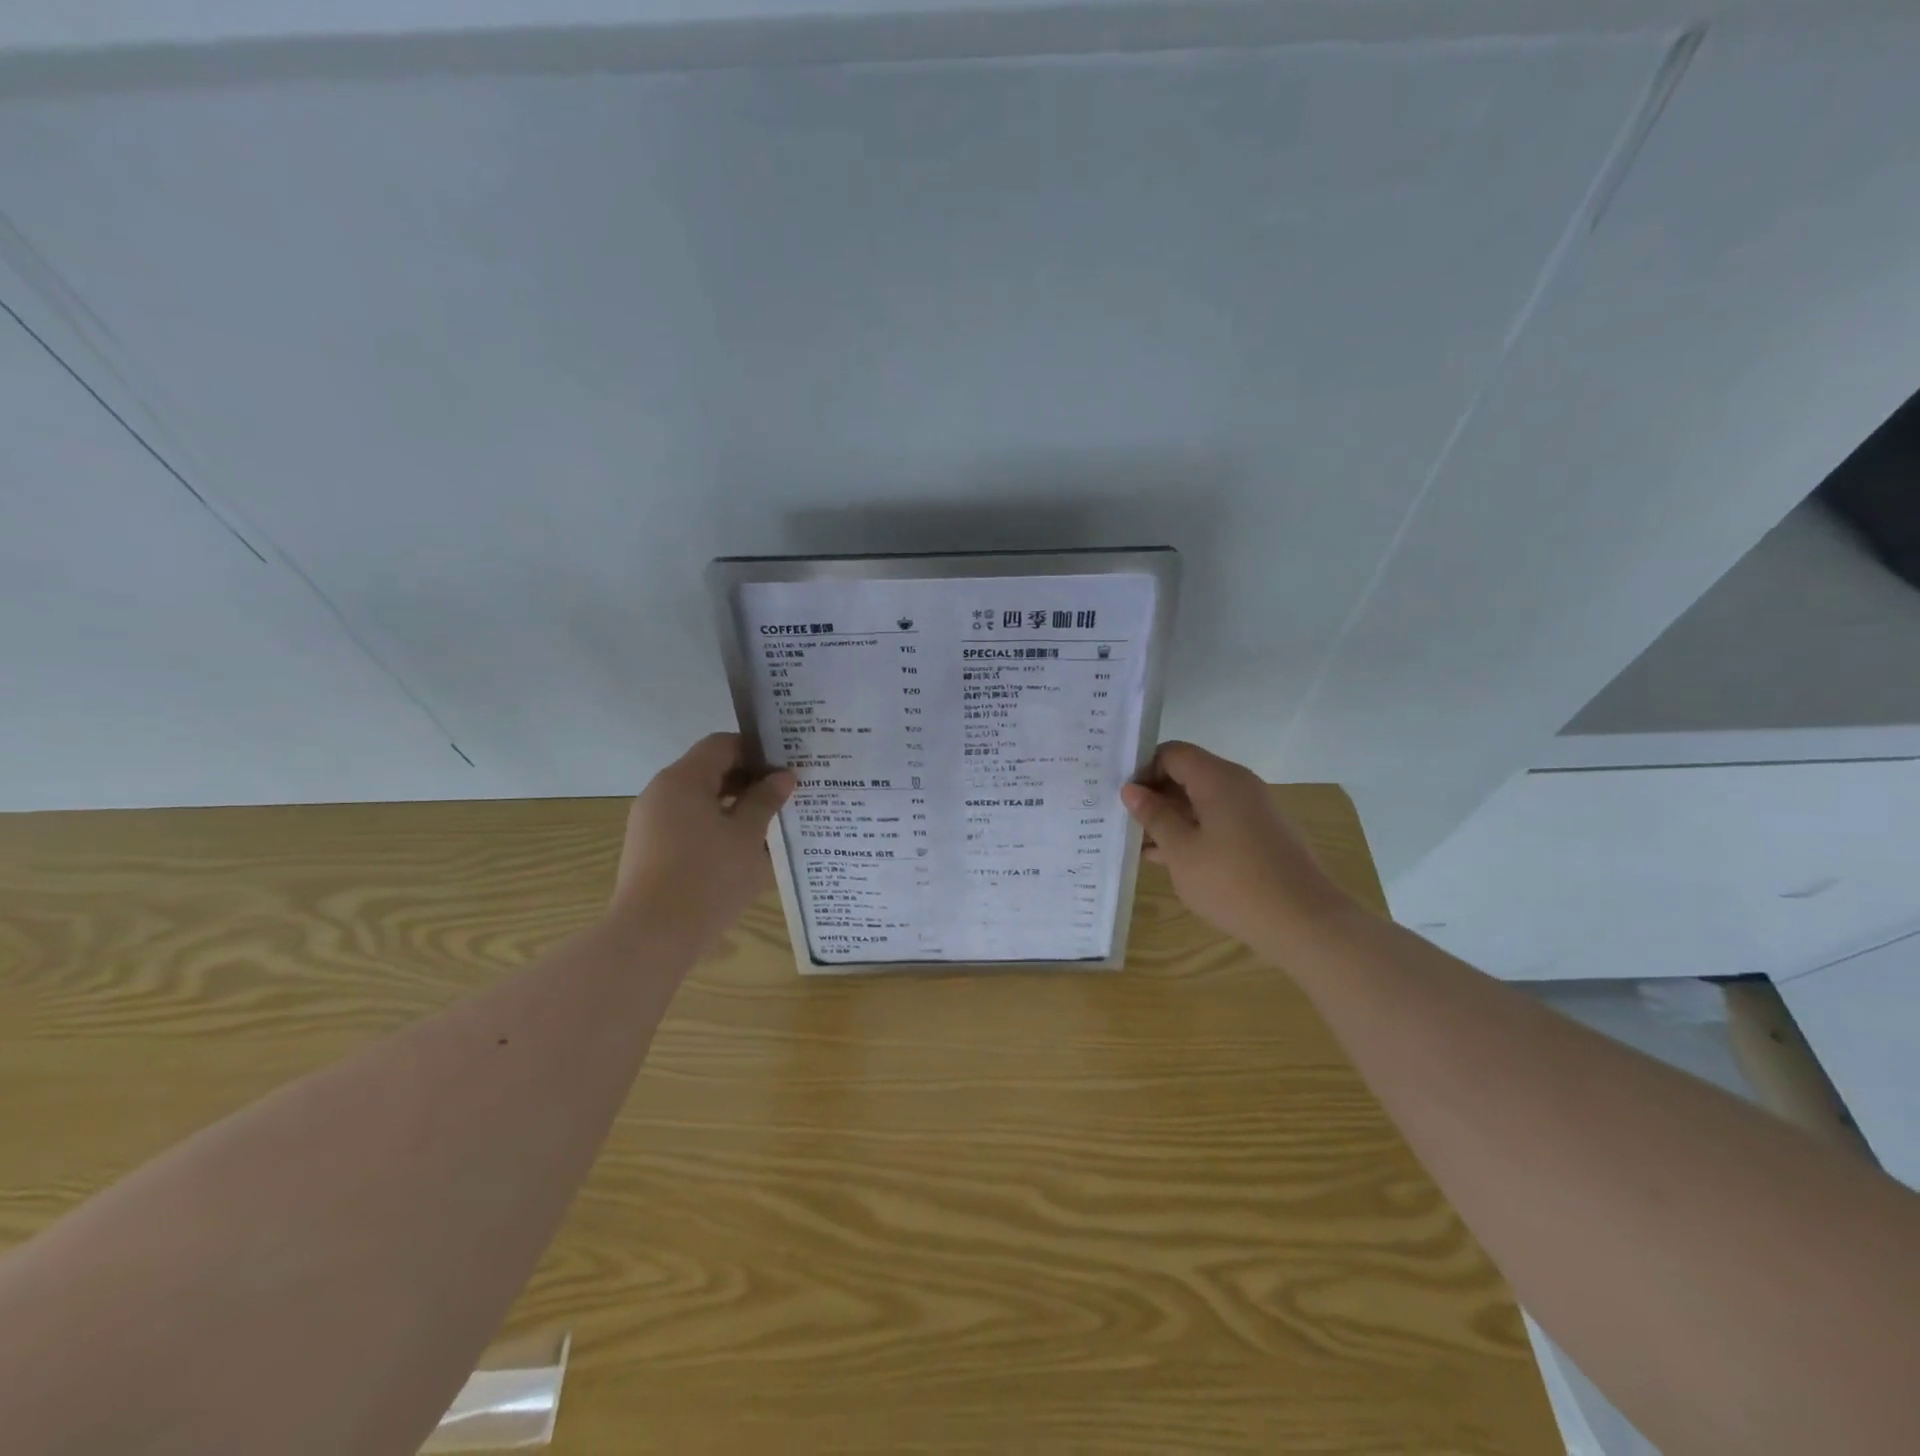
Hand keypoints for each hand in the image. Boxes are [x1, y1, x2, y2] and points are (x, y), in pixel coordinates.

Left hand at [611, 733, 793, 945]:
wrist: (652, 936)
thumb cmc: (708, 878)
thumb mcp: (747, 836)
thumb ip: (765, 801)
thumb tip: (782, 776)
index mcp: (683, 780)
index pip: (721, 745)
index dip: (756, 751)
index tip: (785, 769)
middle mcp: (661, 793)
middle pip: (708, 770)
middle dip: (747, 780)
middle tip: (784, 796)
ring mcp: (650, 823)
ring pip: (699, 800)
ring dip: (733, 806)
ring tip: (767, 826)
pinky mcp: (649, 850)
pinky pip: (687, 824)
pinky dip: (714, 827)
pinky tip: (740, 851)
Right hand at [1121, 741, 1353, 950]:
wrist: (1305, 923)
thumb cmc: (1233, 883)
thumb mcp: (1182, 851)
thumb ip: (1154, 816)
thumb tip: (1131, 790)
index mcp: (1218, 778)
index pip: (1172, 753)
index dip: (1143, 769)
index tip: (1121, 798)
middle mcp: (1239, 784)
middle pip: (1187, 774)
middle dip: (1154, 795)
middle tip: (1122, 820)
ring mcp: (1253, 810)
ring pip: (1201, 800)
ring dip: (1171, 817)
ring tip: (1137, 842)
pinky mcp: (1261, 835)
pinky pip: (1218, 820)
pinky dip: (1193, 832)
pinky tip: (1168, 858)